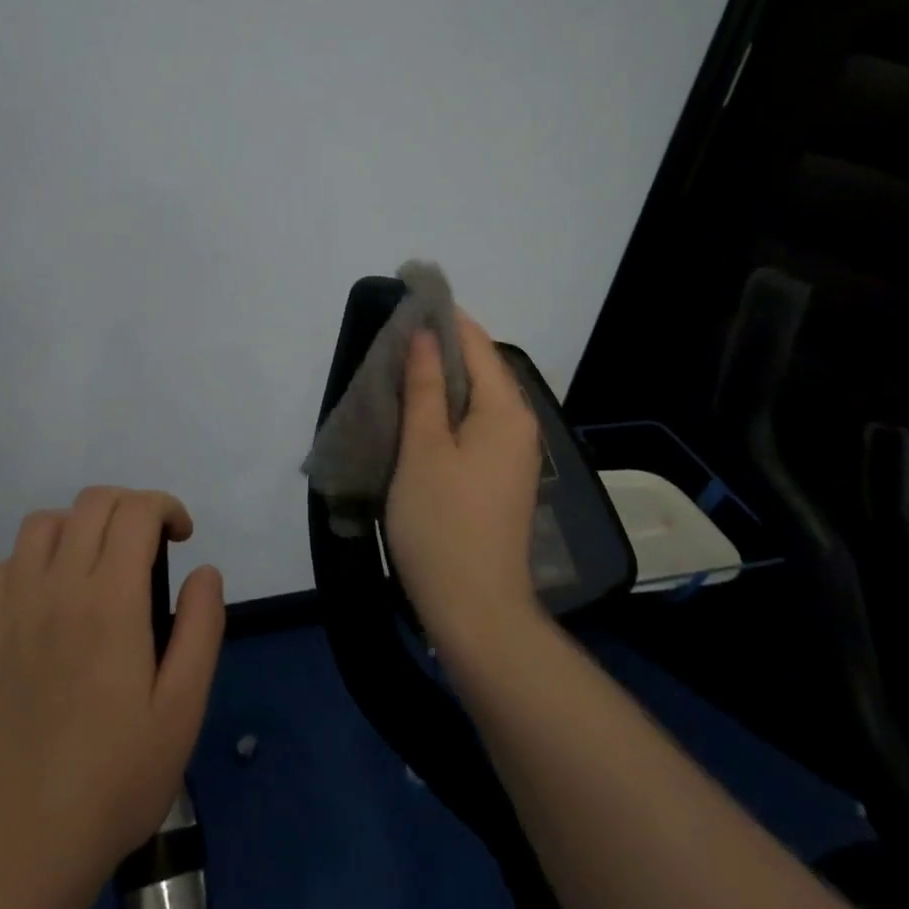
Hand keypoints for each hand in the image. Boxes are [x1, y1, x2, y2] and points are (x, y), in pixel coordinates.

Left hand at [0, 486, 225, 908]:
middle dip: (130, 507)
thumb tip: (204, 571)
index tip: (182, 538)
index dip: (166, 507)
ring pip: (43, 523)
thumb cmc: (116, 779)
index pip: (135, 511)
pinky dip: (38, 559)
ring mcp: (10, 609)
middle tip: (150, 547)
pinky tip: (54, 600)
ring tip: (99, 565)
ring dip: (80, 526)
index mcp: (109, 602)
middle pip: (91, 503)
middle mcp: (55, 588)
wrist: (21, 846)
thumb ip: (201, 627)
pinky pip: (8, 564)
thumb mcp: (183, 708)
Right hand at [386, 311, 543, 658]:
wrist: (476, 611)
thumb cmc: (442, 524)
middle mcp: (519, 424)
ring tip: (394, 369)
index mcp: (506, 410)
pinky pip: (474, 426)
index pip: (476, 341)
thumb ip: (424, 386)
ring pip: (475, 398)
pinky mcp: (501, 477)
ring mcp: (513, 454)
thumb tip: (423, 333)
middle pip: (480, 367)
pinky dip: (446, 412)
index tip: (405, 296)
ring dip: (438, 381)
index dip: (442, 316)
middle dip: (438, 347)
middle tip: (389, 336)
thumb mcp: (423, 448)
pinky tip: (415, 415)